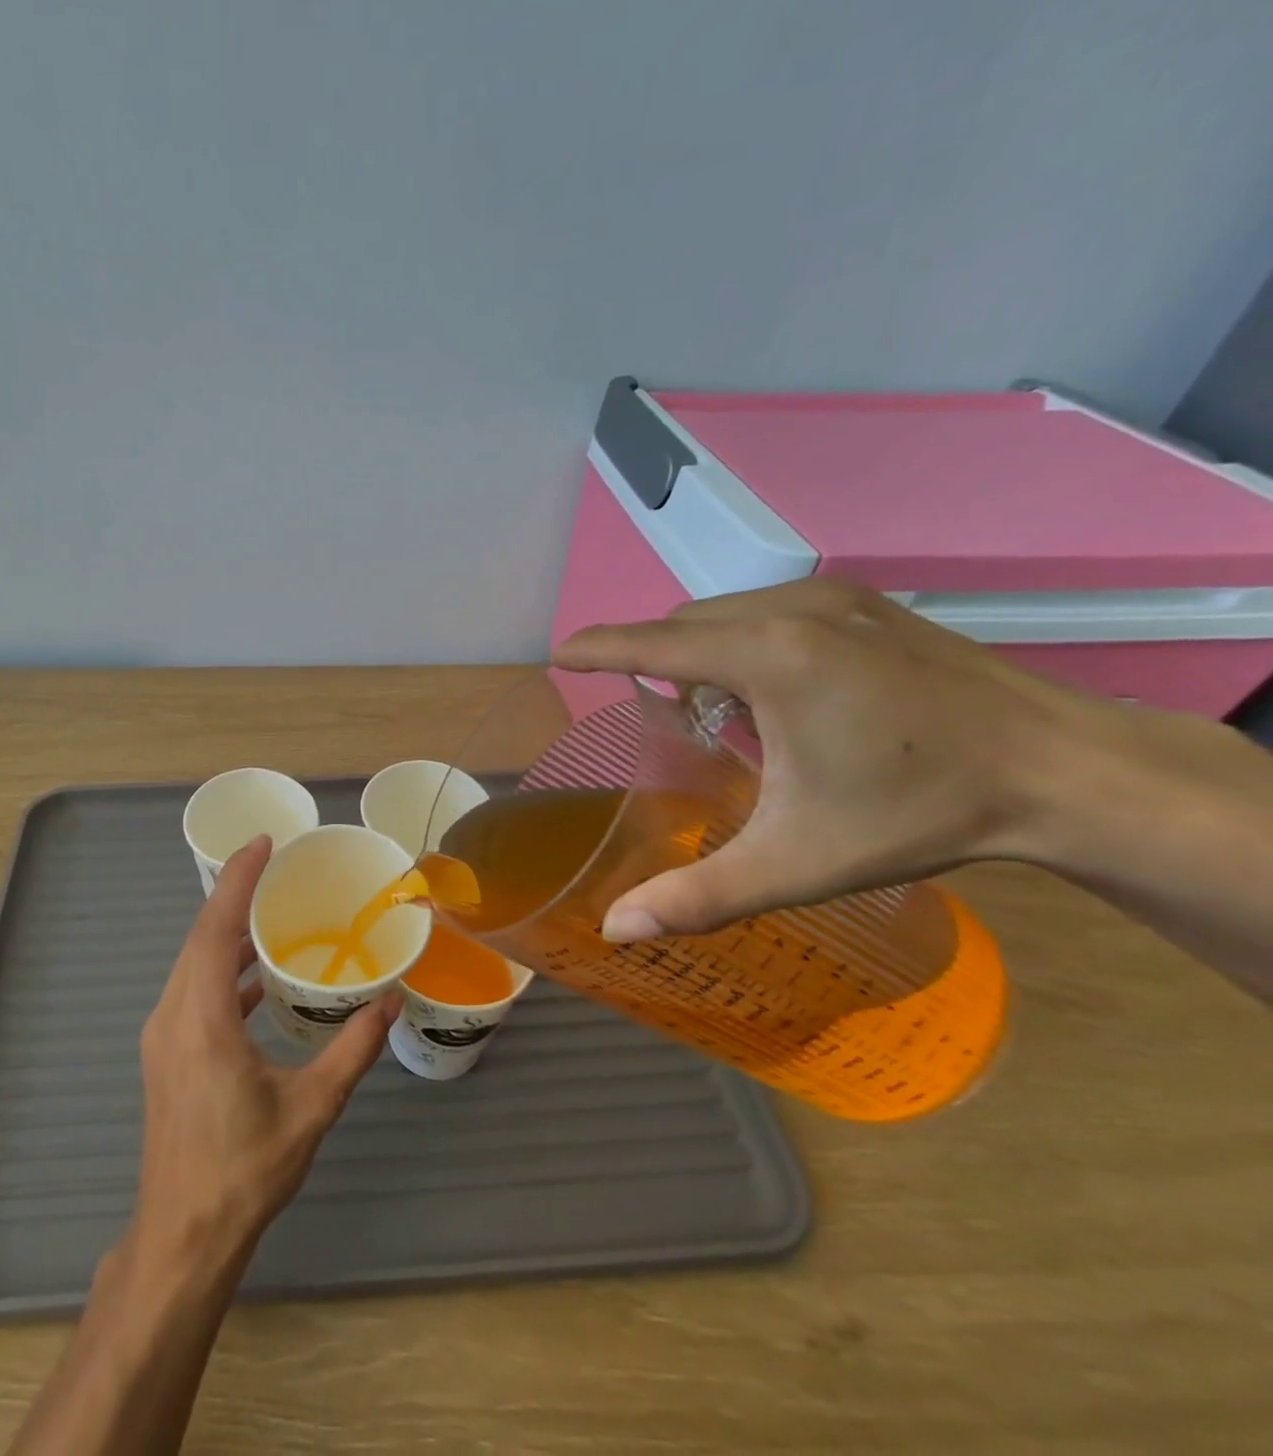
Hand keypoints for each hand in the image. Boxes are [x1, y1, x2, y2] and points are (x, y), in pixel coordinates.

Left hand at [131, 835, 399, 1266]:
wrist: (183, 1237)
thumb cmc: (246, 1170)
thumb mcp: (311, 1107)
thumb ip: (353, 1049)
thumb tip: (390, 1000)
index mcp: (202, 1020)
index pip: (214, 929)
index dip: (237, 880)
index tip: (262, 844)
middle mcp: (172, 1016)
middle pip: (199, 938)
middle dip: (233, 896)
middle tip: (274, 868)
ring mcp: (162, 1035)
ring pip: (191, 963)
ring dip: (225, 933)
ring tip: (269, 914)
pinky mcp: (165, 1053)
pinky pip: (191, 990)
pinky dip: (220, 970)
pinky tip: (255, 979)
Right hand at [553, 577, 1100, 940]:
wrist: (1068, 771)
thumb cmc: (919, 813)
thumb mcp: (796, 862)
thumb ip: (698, 895)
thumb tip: (614, 930)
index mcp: (769, 657)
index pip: (653, 643)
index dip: (598, 648)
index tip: (557, 654)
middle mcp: (793, 609)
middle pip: (685, 624)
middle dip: (654, 660)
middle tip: (660, 719)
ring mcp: (835, 596)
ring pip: (725, 613)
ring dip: (699, 652)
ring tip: (718, 712)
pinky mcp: (865, 602)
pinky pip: (767, 609)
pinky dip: (741, 641)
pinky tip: (774, 693)